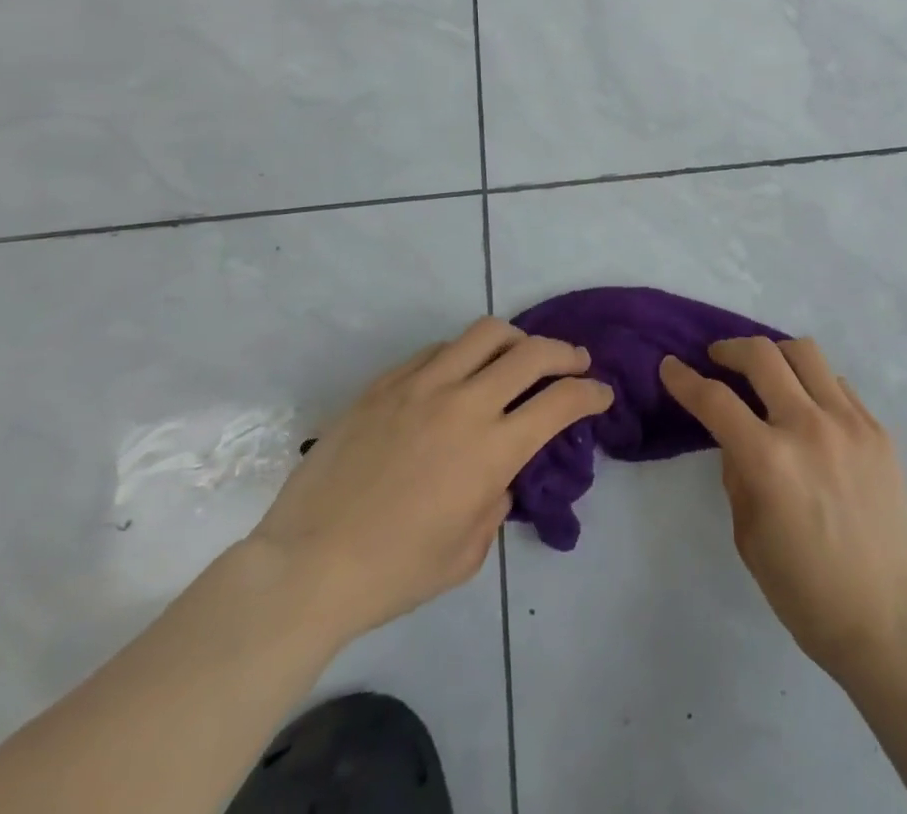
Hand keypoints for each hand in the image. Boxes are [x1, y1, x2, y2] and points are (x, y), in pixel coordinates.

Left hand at [249, 317, 611, 645]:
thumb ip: (496, 502)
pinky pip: (437, 350)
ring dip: (516, 340)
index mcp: (491, 450)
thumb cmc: (393, 573)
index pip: (561, 402)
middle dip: (566, 352)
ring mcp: (421, 386)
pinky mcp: (386, 384)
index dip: (591, 392)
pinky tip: (459, 375)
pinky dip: (462, 355)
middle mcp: (464, 404)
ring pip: (485, 333)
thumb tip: (500, 472)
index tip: (601, 394)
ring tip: (519, 355)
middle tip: (575, 361)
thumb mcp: (466, 554)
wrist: (305, 567)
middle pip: (532, 352)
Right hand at [660, 338, 906, 678]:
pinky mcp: (878, 430)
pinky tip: (809, 408)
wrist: (889, 619)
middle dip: (729, 350)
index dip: (684, 379)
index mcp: (768, 461)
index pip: (715, 400)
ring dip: (775, 354)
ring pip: (805, 353)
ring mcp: (849, 423)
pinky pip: (838, 384)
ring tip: (766, 372)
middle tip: (718, 359)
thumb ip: (737, 474)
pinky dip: (813, 384)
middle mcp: (808, 427)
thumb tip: (736, 437)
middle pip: (761, 355)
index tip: (670, 366)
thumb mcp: (749, 536)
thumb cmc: (806, 592)